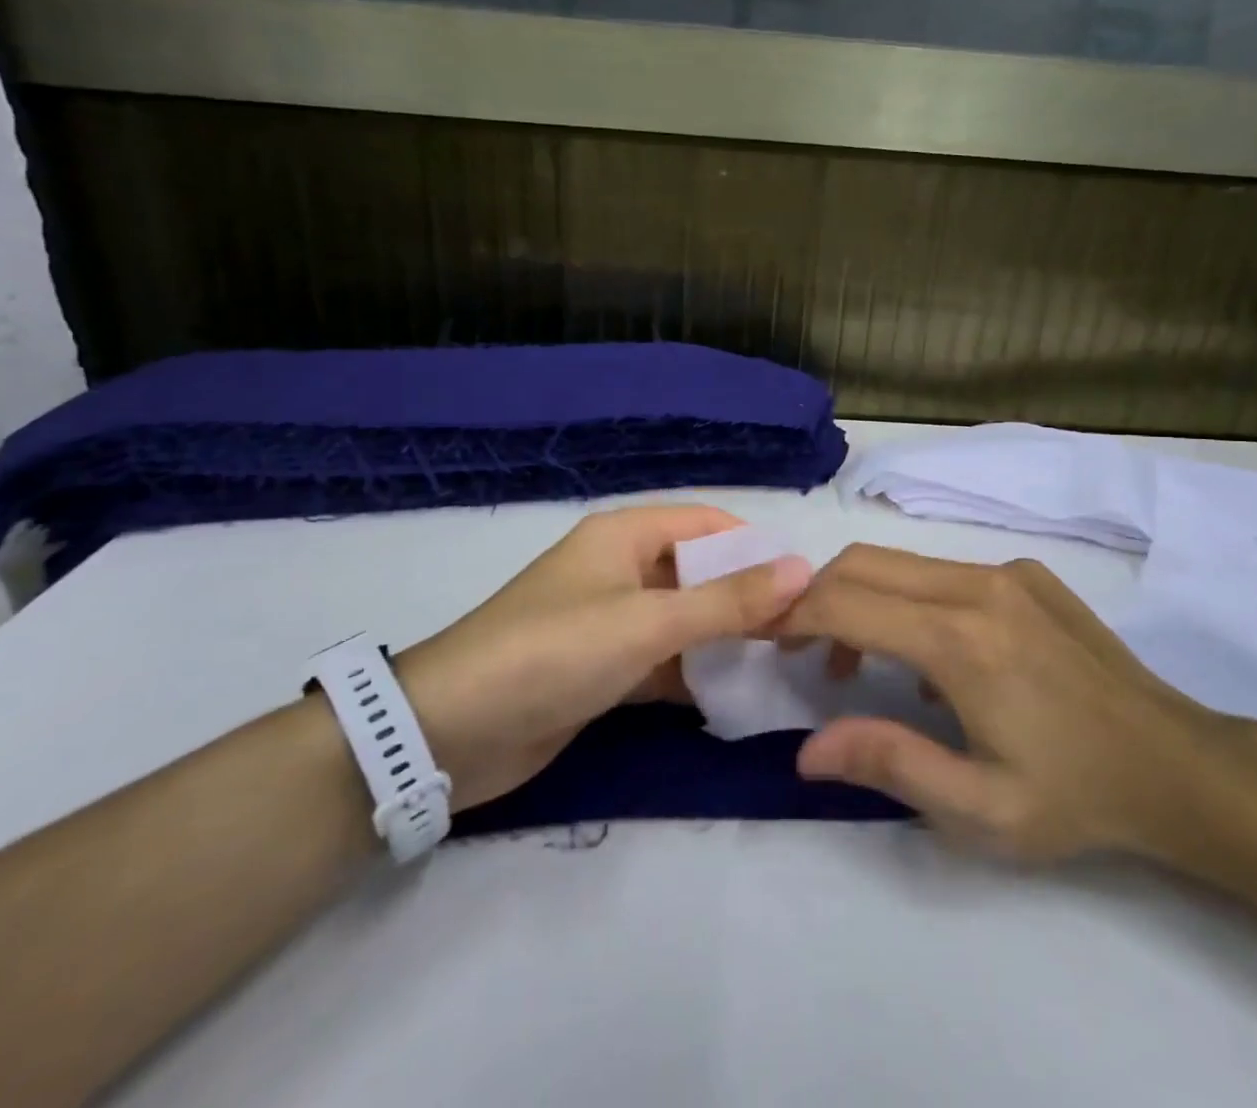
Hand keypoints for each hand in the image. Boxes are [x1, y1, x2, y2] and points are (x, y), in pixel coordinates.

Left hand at [397, 507, 809, 812]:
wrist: (451, 732)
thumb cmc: (555, 652)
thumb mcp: (648, 623)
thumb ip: (728, 600)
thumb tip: (802, 569)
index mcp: (625, 535)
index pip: (707, 524)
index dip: (755, 547)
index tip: (806, 582)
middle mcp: (620, 569)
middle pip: (698, 571)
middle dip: (745, 596)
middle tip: (803, 631)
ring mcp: (609, 621)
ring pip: (683, 619)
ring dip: (723, 637)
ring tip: (782, 662)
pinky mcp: (601, 668)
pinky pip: (662, 660)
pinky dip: (693, 674)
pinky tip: (733, 694)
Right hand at [781, 544, 1251, 863]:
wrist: (1178, 764)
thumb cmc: (1075, 796)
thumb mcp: (979, 808)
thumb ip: (888, 764)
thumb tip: (808, 748)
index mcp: (961, 640)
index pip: (847, 601)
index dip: (794, 614)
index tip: (765, 637)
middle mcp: (978, 585)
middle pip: (865, 562)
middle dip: (816, 595)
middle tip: (800, 649)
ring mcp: (1006, 572)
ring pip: (902, 562)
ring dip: (862, 598)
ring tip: (858, 663)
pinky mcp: (1027, 573)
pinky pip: (943, 570)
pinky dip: (908, 598)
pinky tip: (932, 656)